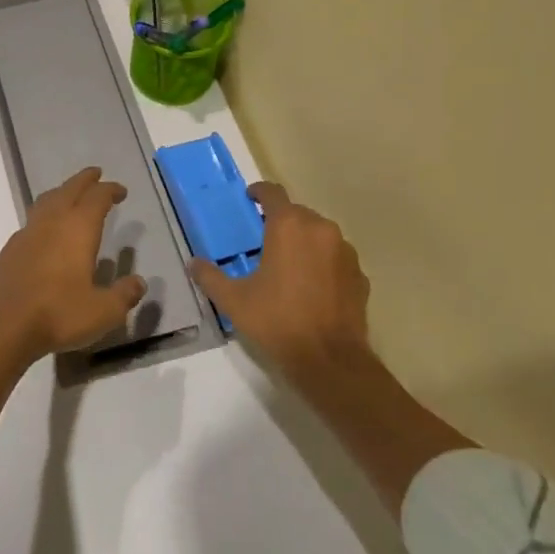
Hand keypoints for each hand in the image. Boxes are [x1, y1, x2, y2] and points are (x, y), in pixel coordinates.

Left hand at [0, 167, 146, 363]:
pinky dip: (45, 214)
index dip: (110, 190)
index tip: (120, 190)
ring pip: (47, 200)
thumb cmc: (59, 313)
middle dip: (85, 180)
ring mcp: (28, 232)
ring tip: (70, 194)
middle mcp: (52, 222)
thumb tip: (139, 282)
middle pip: (69, 189)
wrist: (4, 324)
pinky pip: (32, 219)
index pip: (97, 198)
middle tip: (96, 174)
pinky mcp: (11, 248)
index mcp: (78, 228)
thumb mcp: (103, 311)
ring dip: (62, 192)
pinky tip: (46, 230)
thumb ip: (124, 295)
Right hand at [190, 182, 370, 379]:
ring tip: (288, 264)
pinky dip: (323, 263)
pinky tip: (312, 286)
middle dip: (280, 221)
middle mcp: (320, 229)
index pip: (273, 192)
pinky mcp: (360, 276)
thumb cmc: (277, 321)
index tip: (249, 199)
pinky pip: (336, 258)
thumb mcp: (233, 300)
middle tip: (263, 240)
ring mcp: (345, 252)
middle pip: (297, 213)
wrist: (330, 361)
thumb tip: (194, 263)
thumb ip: (210, 276)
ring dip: (304, 241)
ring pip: (320, 234)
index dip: (259, 192)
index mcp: (288, 226)